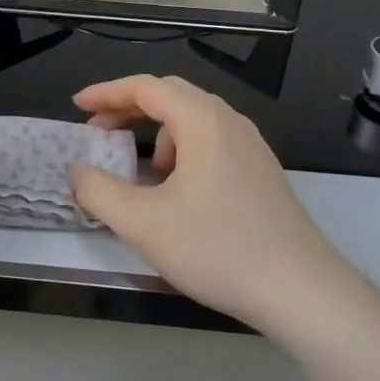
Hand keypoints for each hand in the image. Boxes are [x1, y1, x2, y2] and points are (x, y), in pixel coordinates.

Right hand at [69, 74, 352, 331]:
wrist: (302, 292)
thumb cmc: (218, 249)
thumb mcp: (144, 224)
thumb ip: (100, 192)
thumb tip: (77, 172)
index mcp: (202, 121)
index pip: (145, 87)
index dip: (106, 93)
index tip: (78, 107)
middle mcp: (229, 122)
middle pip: (171, 95)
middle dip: (129, 108)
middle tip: (99, 132)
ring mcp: (251, 147)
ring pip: (193, 120)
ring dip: (157, 132)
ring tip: (143, 172)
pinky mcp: (262, 172)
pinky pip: (212, 142)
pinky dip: (183, 150)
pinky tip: (179, 193)